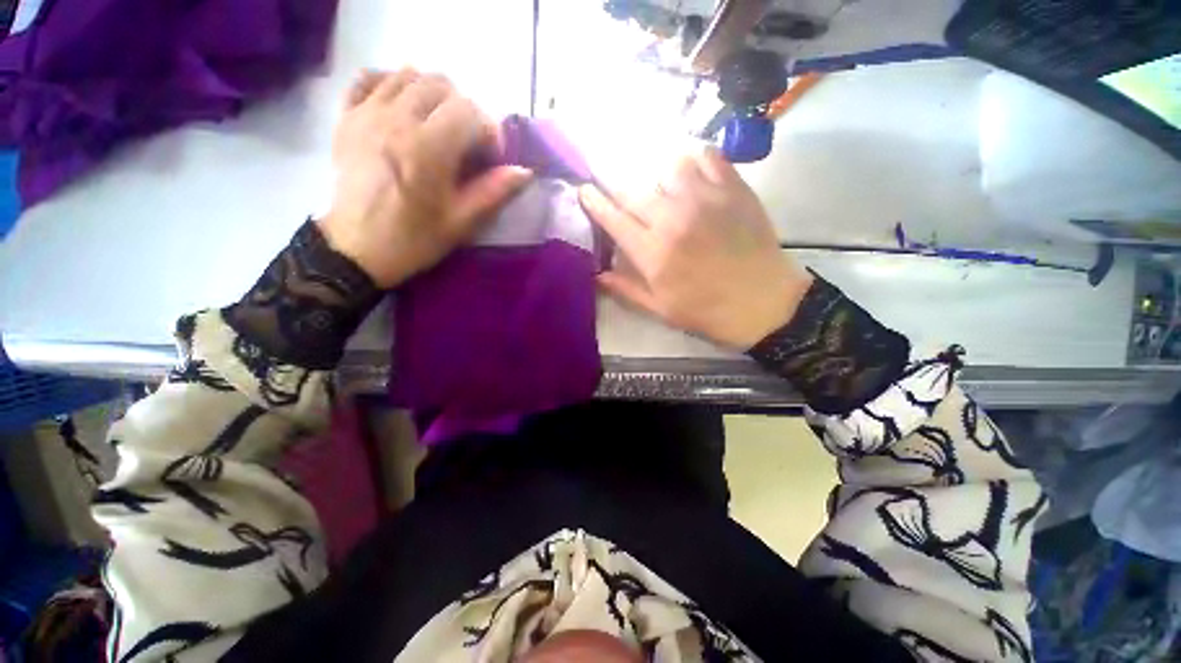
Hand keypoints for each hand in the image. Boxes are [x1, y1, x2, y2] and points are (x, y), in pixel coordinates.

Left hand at [319, 69, 532, 287]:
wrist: (357, 248)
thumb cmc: (414, 239)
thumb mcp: (462, 223)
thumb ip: (494, 192)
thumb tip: (524, 172)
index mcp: (428, 149)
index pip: (469, 110)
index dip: (489, 131)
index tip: (490, 159)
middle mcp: (397, 119)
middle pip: (440, 85)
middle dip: (465, 110)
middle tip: (468, 142)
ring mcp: (367, 113)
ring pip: (407, 75)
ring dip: (433, 94)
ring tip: (439, 124)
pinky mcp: (348, 117)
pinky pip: (370, 78)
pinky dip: (392, 82)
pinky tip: (403, 105)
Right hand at [580, 146, 812, 349]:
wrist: (763, 303)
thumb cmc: (707, 310)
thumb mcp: (660, 309)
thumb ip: (626, 289)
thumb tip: (597, 274)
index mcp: (653, 252)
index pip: (613, 218)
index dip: (594, 202)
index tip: (584, 191)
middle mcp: (673, 219)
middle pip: (633, 189)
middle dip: (617, 187)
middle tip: (619, 191)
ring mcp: (705, 199)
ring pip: (667, 165)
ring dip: (658, 175)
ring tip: (662, 188)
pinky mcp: (733, 189)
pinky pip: (708, 156)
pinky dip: (695, 159)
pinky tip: (693, 173)